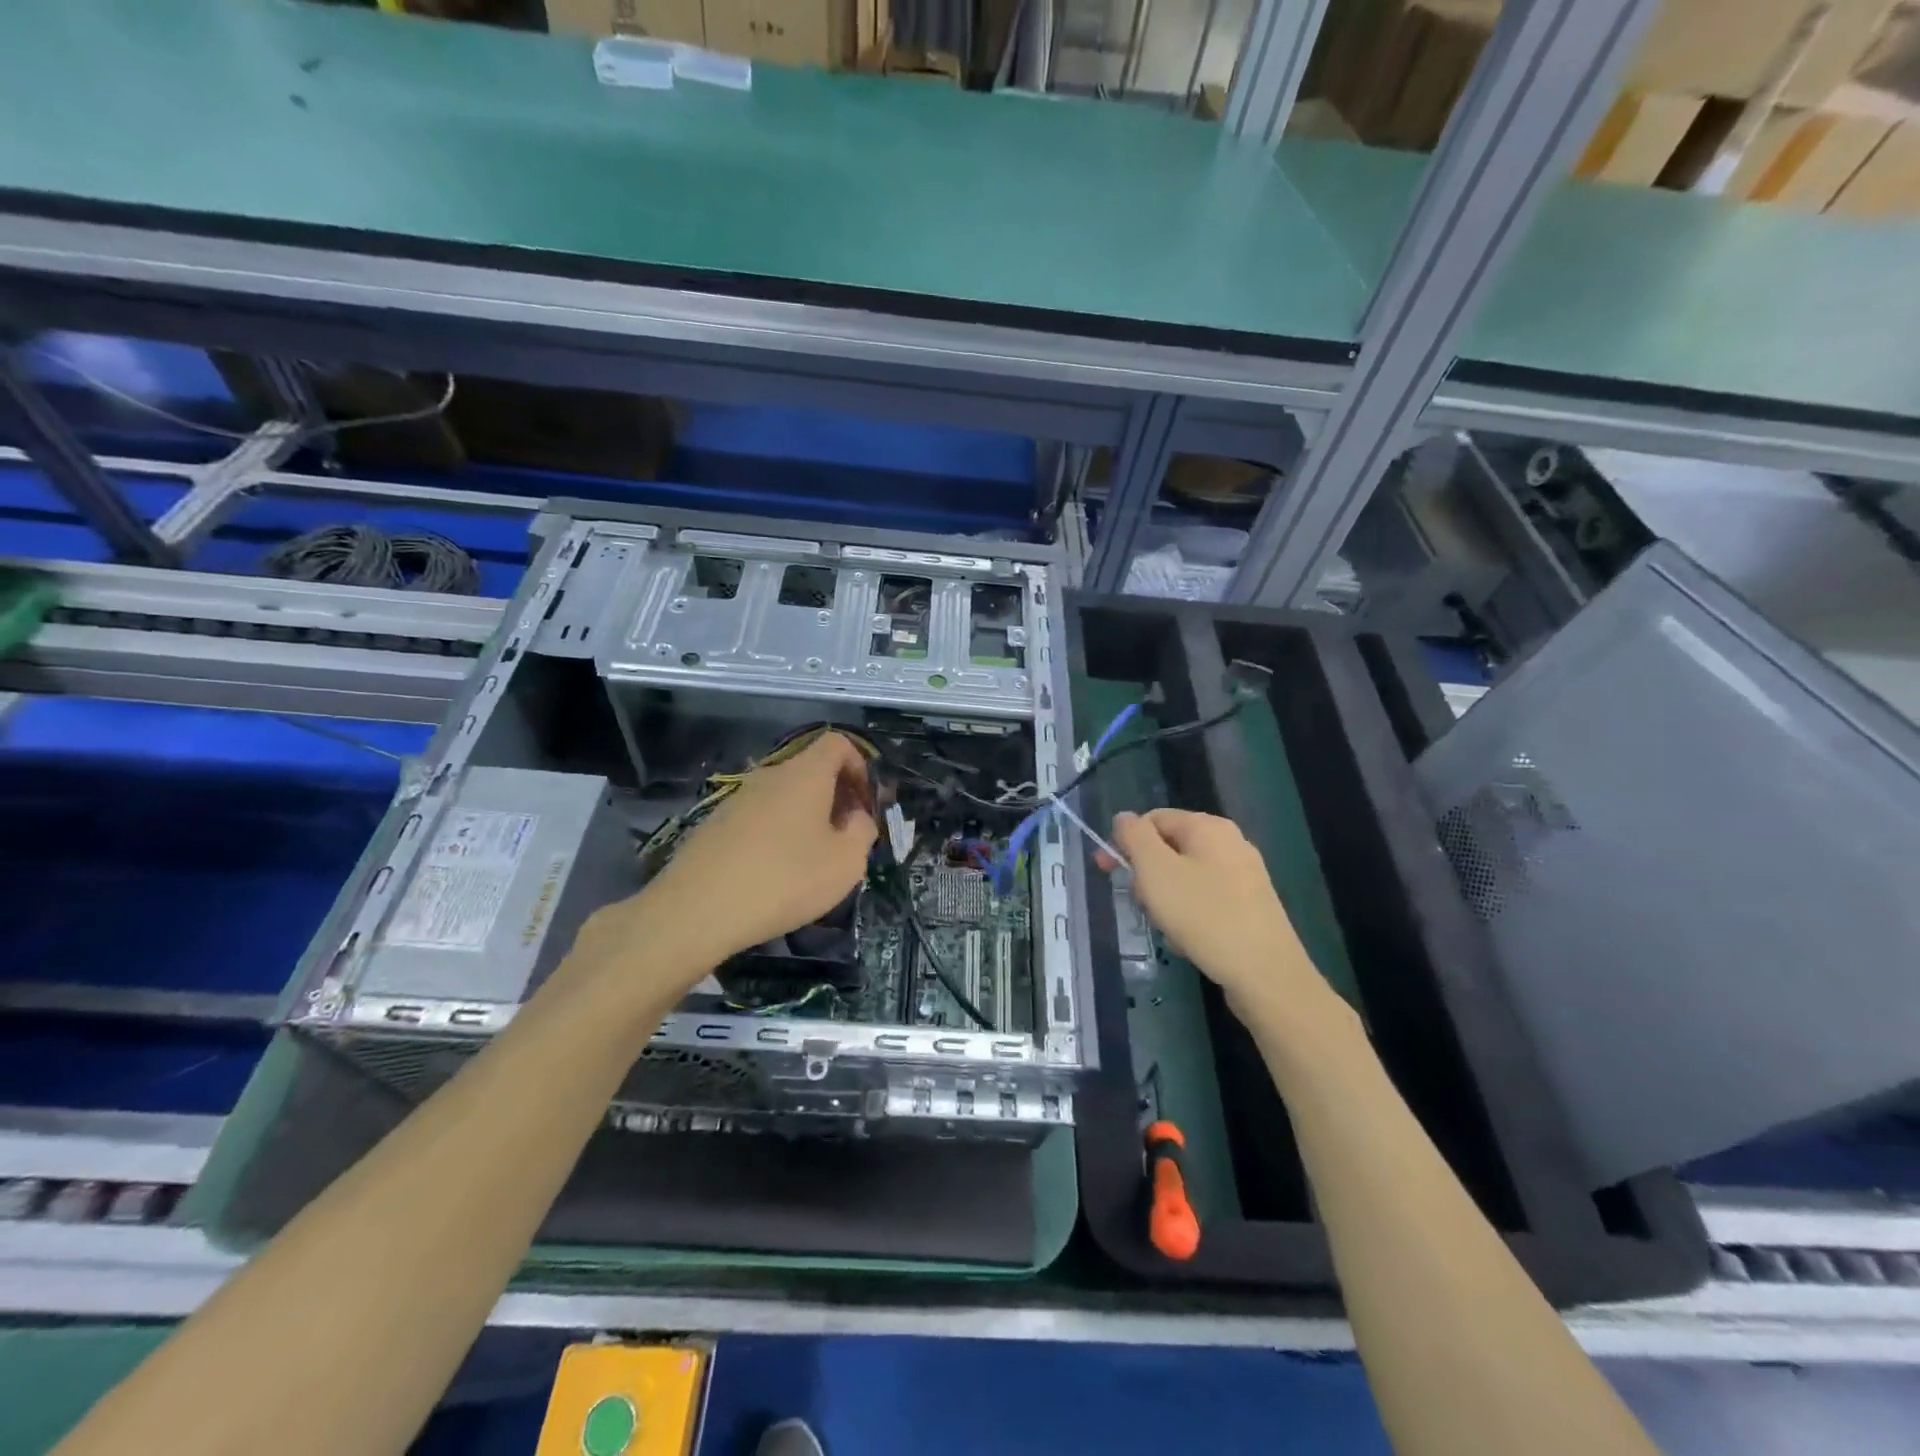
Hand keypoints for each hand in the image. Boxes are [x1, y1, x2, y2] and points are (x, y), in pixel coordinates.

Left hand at [641, 731, 877, 967]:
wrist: (696, 910)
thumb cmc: (784, 880)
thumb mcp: (846, 863)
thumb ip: (862, 832)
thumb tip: (855, 818)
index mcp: (805, 774)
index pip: (837, 743)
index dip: (859, 765)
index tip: (865, 803)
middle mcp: (769, 776)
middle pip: (810, 771)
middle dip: (834, 797)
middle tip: (845, 837)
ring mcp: (737, 799)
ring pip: (783, 797)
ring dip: (804, 818)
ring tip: (810, 861)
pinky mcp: (715, 825)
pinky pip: (758, 818)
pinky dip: (775, 835)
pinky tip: (773, 874)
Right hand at [1101, 809, 1326, 1023]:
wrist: (1265, 974)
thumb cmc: (1204, 915)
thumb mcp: (1156, 870)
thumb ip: (1135, 837)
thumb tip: (1124, 817)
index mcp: (1208, 827)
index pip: (1153, 819)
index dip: (1125, 841)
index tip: (1106, 871)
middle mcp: (1230, 843)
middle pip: (1168, 849)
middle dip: (1147, 877)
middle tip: (1142, 904)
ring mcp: (1244, 876)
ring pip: (1184, 878)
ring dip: (1165, 901)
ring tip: (1167, 928)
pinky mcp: (1250, 907)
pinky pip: (1204, 902)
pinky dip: (1189, 918)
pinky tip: (1188, 942)